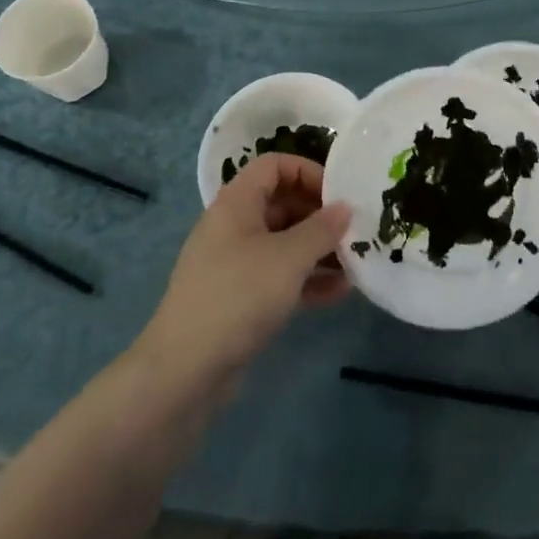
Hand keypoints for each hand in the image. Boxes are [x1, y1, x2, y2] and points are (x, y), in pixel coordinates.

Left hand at [135, 154, 350, 399]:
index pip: (274, 166)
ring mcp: (235, 264)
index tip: (339, 195)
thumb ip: (321, 229)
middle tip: (355, 232)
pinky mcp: (240, 298)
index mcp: (237, 202)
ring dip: (319, 250)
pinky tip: (339, 293)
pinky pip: (280, 276)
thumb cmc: (238, 296)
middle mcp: (234, 226)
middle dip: (320, 216)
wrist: (184, 372)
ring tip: (355, 263)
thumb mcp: (288, 258)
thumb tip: (345, 208)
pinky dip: (307, 280)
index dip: (308, 172)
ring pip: (284, 243)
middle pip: (282, 203)